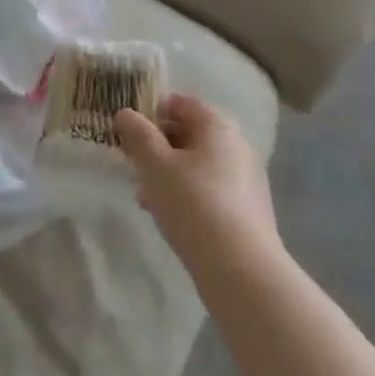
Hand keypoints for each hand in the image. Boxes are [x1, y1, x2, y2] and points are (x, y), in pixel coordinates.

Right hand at [115, 94, 277, 266]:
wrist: (242, 272)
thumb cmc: (194, 204)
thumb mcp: (155, 164)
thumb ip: (137, 134)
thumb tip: (126, 114)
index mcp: (217, 125)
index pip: (180, 103)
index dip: (151, 112)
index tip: (129, 132)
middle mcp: (237, 146)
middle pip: (189, 134)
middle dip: (158, 147)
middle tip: (133, 164)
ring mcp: (246, 180)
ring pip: (197, 165)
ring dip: (169, 173)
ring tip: (144, 195)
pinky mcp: (248, 212)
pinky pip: (210, 190)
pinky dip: (188, 195)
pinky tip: (167, 216)